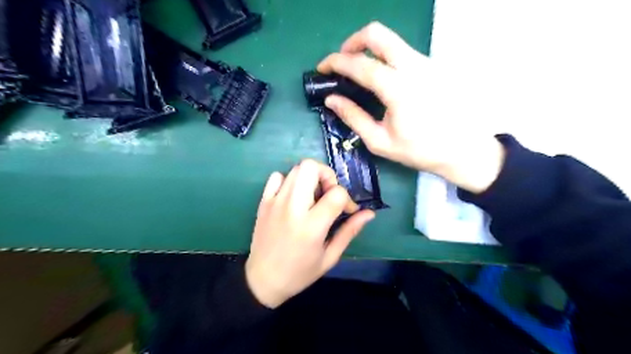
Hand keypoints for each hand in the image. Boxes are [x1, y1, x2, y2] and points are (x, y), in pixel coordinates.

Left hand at [245, 159, 372, 307]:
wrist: (263, 280)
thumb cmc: (300, 272)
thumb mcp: (330, 256)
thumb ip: (349, 231)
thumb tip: (369, 213)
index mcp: (312, 225)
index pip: (336, 193)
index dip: (348, 199)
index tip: (347, 211)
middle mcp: (292, 207)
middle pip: (311, 167)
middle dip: (326, 175)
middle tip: (328, 194)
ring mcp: (275, 202)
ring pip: (296, 168)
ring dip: (310, 177)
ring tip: (313, 197)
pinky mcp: (264, 202)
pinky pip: (277, 176)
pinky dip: (289, 181)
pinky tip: (293, 197)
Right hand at [318, 22, 505, 193]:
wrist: (463, 149)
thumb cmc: (420, 150)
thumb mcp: (380, 141)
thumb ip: (353, 117)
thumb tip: (331, 100)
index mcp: (398, 88)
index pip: (360, 64)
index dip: (335, 62)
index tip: (322, 68)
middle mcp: (413, 66)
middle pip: (377, 34)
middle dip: (352, 42)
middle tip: (343, 62)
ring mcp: (426, 62)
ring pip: (391, 40)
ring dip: (369, 50)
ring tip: (360, 73)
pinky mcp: (433, 65)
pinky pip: (403, 52)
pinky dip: (385, 58)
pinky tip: (382, 80)